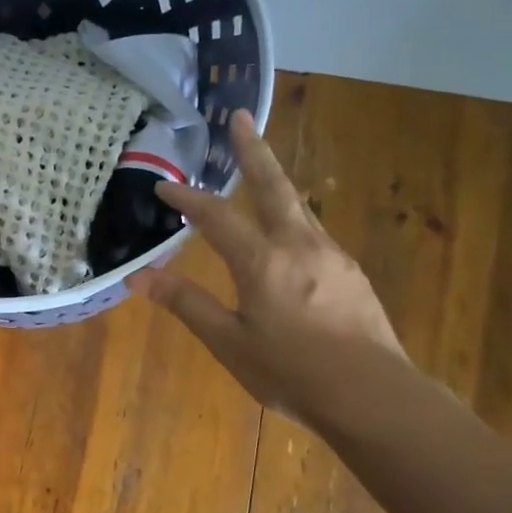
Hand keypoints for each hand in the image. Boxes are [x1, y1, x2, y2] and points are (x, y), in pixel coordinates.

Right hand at [127, 110, 406, 439]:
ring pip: (299, 208)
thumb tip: (139, 278)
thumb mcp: (229, 344)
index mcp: (263, 262)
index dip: (187, 198)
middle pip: (273, 186)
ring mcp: (332, 256)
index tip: (164, 185)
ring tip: (261, 174)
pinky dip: (294, 223)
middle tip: (240, 117)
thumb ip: (187, 304)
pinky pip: (315, 236)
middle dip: (252, 150)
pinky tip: (291, 243)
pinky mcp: (352, 274)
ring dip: (275, 185)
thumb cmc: (292, 373)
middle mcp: (300, 245)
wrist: (372, 395)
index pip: (217, 216)